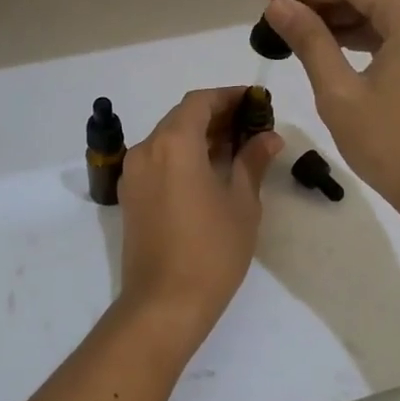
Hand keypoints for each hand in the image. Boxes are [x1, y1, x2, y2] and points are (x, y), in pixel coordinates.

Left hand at [117, 87, 280, 334]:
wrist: (164, 303)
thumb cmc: (212, 250)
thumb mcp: (242, 203)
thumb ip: (252, 162)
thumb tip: (269, 138)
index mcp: (174, 144)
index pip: (200, 102)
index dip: (228, 97)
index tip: (255, 103)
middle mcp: (147, 149)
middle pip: (181, 117)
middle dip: (216, 115)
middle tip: (251, 126)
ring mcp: (134, 173)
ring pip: (167, 138)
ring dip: (199, 136)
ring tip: (235, 147)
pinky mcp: (131, 195)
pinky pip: (157, 160)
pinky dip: (182, 155)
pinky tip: (209, 171)